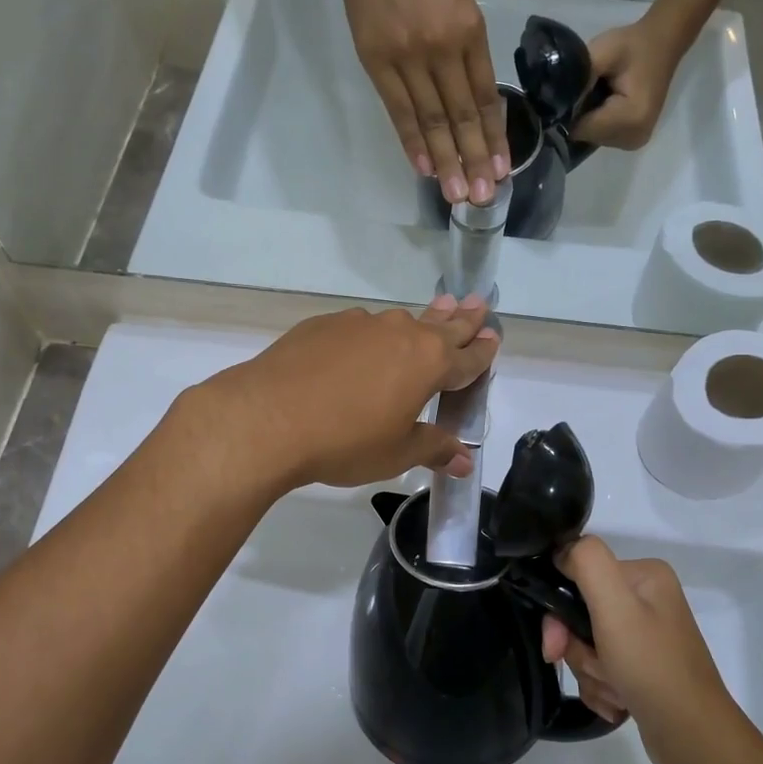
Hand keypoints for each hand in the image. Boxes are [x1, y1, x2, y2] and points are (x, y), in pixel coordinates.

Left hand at [195, 296, 498, 493]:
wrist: (268, 418)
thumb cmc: (346, 441)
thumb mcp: (397, 453)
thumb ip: (434, 448)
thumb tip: (465, 461)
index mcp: (428, 363)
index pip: (467, 357)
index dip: (483, 351)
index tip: (494, 336)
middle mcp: (400, 334)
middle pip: (441, 325)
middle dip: (462, 318)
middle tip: (478, 301)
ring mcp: (360, 324)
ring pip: (398, 323)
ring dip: (417, 322)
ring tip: (426, 318)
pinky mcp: (323, 325)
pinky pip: (358, 329)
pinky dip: (369, 337)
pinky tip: (359, 350)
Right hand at [328, 0, 508, 204]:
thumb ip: (463, 45)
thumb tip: (467, 96)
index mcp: (469, 29)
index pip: (485, 97)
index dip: (494, 137)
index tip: (500, 170)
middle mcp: (442, 46)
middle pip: (462, 116)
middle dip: (474, 160)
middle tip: (482, 198)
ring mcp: (407, 54)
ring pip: (431, 120)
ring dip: (445, 160)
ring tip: (456, 194)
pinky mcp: (375, 57)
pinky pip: (398, 109)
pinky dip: (410, 141)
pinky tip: (423, 167)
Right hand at [540, 538, 741, 763]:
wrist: (693, 740)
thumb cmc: (652, 667)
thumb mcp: (616, 606)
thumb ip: (587, 562)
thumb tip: (562, 550)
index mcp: (644, 575)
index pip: (579, 574)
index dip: (560, 608)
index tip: (557, 641)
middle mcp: (647, 600)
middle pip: (581, 613)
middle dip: (579, 648)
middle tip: (593, 670)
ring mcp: (646, 637)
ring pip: (587, 645)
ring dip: (591, 672)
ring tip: (616, 691)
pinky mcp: (643, 670)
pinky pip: (601, 670)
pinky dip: (602, 689)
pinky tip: (621, 704)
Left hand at [571, 15, 687, 151]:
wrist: (663, 44)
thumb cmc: (633, 45)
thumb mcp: (604, 51)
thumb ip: (579, 77)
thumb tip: (554, 99)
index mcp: (630, 118)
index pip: (582, 129)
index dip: (569, 111)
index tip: (567, 92)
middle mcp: (634, 137)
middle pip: (587, 136)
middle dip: (579, 115)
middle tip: (586, 88)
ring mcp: (635, 141)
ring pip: (593, 138)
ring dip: (588, 119)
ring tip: (596, 94)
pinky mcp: (634, 140)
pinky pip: (603, 136)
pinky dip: (598, 122)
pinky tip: (603, 103)